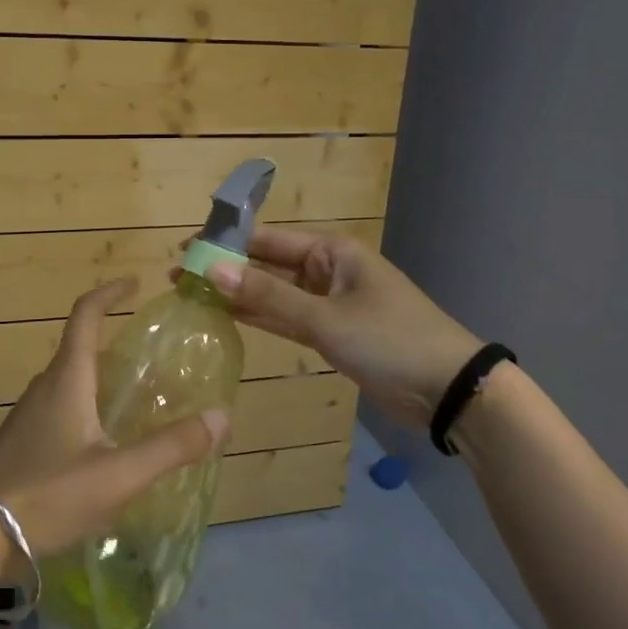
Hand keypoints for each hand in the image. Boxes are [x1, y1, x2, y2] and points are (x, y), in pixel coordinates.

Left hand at [0, 278, 229, 559]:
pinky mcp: (21, 443)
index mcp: (67, 380)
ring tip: (135, 401)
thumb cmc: (46, 496)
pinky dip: (87, 408)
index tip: (133, 284)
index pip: (85, 315)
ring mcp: (28, 416)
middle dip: (114, 343)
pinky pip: (60, 409)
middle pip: (80, 350)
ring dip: (100, 379)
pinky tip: (103, 445)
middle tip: (153, 359)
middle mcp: (45, 387)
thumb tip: (222, 417)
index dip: (109, 293)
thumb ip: (171, 447)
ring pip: (70, 383)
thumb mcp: (118, 475)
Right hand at [200, 227, 480, 429]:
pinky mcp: (332, 334)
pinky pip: (288, 319)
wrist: (448, 389)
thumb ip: (268, 297)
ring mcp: (330, 304)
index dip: (227, 243)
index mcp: (332, 251)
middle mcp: (328, 271)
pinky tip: (227, 317)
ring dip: (239, 296)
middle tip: (179, 276)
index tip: (186, 249)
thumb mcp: (326, 317)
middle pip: (269, 265)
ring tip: (193, 294)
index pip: (269, 239)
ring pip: (275, 294)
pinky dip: (261, 319)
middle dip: (228, 270)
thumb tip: (212, 270)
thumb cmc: (389, 339)